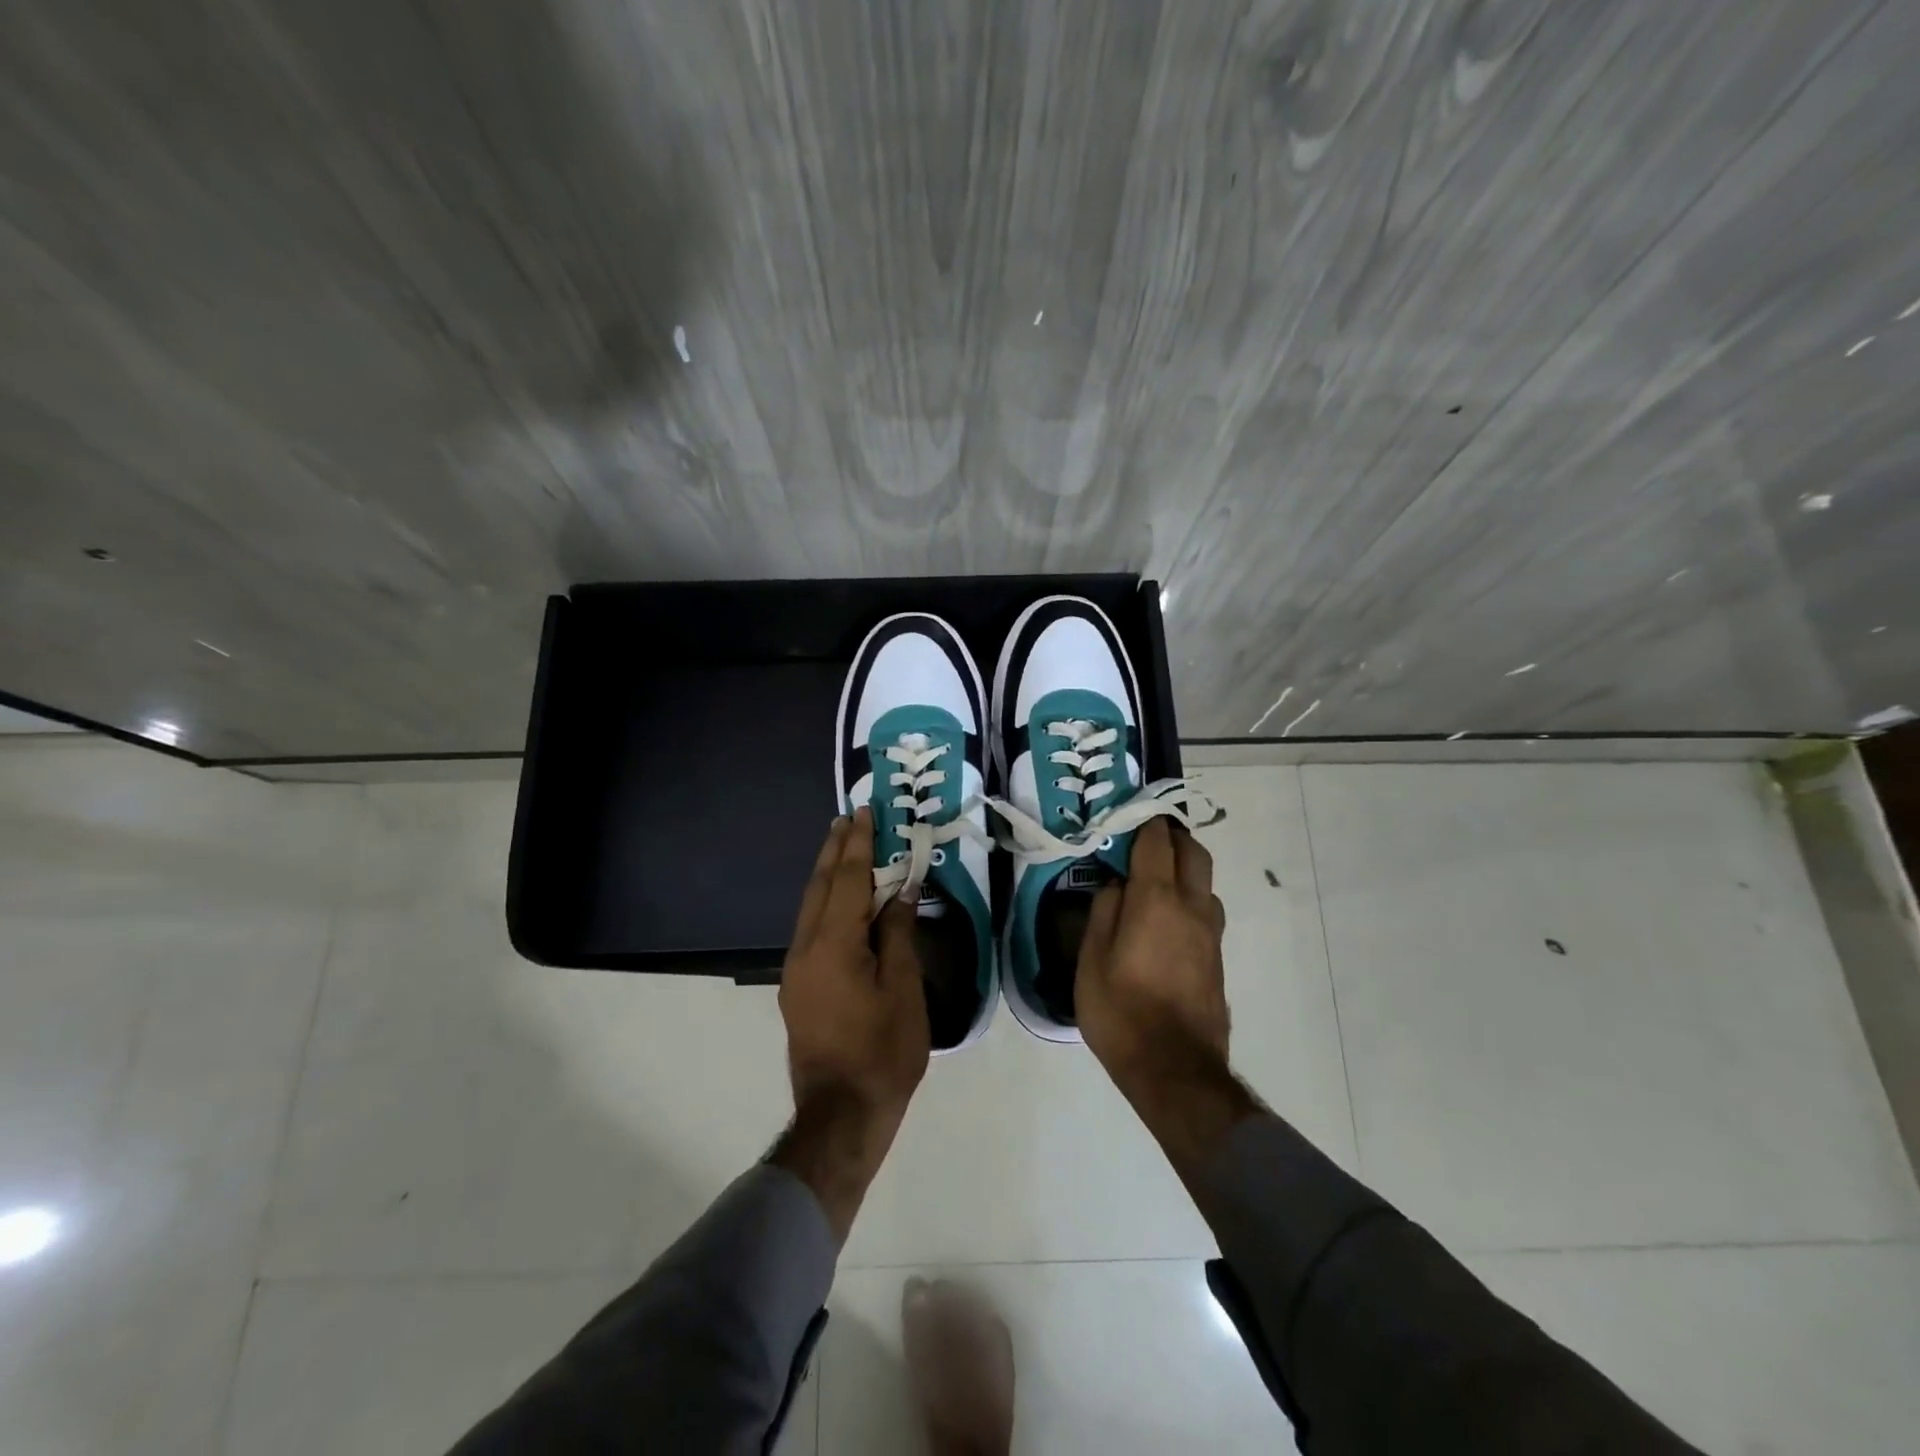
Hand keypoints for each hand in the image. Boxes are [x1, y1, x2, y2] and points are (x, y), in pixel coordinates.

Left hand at [771, 809, 929, 1239]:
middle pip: (819, 887)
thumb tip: (900, 891)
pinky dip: (825, 903)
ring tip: (841, 848)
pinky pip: (810, 929)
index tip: (863, 813)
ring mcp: (796, 970)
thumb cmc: (883, 1052)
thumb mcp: (903, 989)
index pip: (846, 880)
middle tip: (846, 819)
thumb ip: (897, 934)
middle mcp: (805, 949)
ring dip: (827, 875)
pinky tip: (839, 902)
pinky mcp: (798, 988)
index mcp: (834, 945)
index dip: (856, 845)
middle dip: (834, 851)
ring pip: (810, 908)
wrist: (841, 1115)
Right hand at [1077, 818, 1229, 1084]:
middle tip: (1145, 841)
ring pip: (1204, 882)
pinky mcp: (1217, 958)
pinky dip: (1189, 899)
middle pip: (1193, 852)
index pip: (1156, 842)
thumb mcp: (1091, 961)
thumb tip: (1117, 884)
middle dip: (1172, 837)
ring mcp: (1210, 933)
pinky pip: (1205, 910)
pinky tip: (1166, 919)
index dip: (1143, 823)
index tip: (1128, 816)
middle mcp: (1192, 907)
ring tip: (1154, 881)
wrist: (1175, 1069)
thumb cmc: (1121, 1012)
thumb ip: (1103, 912)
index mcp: (1156, 900)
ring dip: (1184, 869)